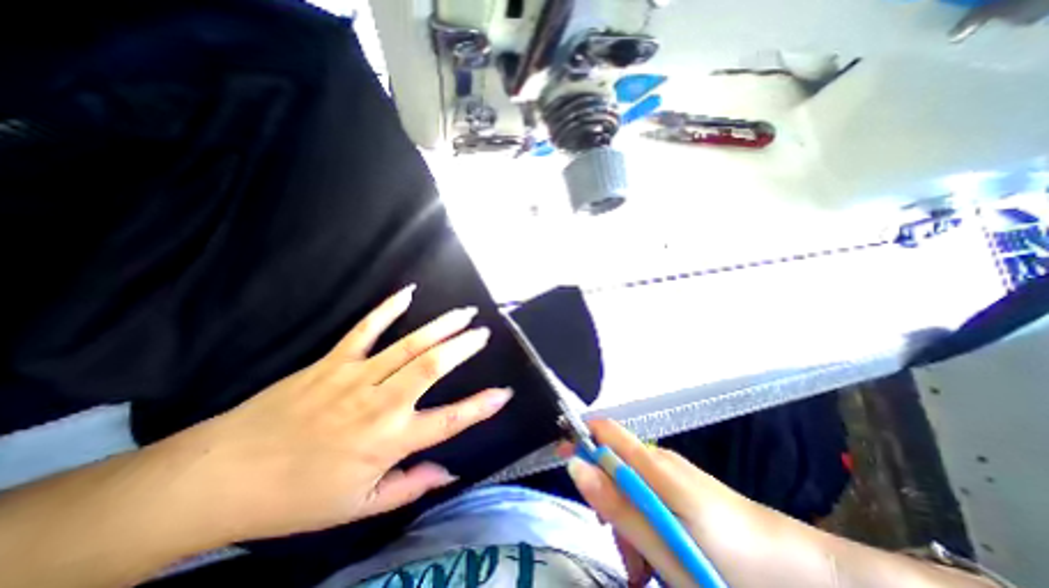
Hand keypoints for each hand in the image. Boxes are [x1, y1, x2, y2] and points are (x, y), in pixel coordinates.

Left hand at [158, 287, 512, 542]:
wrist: (220, 477)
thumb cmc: (295, 498)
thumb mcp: (359, 506)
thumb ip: (410, 487)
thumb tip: (450, 472)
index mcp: (389, 440)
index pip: (449, 421)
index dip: (480, 406)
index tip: (504, 392)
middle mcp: (379, 403)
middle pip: (432, 367)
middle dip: (463, 347)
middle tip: (484, 332)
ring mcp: (356, 376)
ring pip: (409, 344)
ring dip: (441, 326)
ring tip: (464, 312)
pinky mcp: (333, 361)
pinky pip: (366, 328)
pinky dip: (388, 309)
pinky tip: (407, 292)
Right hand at [565, 422, 766, 587]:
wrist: (808, 576)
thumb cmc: (734, 563)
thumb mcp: (666, 544)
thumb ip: (618, 504)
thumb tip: (575, 465)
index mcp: (653, 464)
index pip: (603, 430)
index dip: (578, 436)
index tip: (560, 459)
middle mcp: (659, 460)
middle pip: (613, 461)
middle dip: (603, 495)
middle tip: (618, 546)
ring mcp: (673, 474)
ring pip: (629, 483)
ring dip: (623, 516)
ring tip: (642, 567)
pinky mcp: (683, 488)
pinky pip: (648, 494)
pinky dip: (642, 520)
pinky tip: (657, 556)